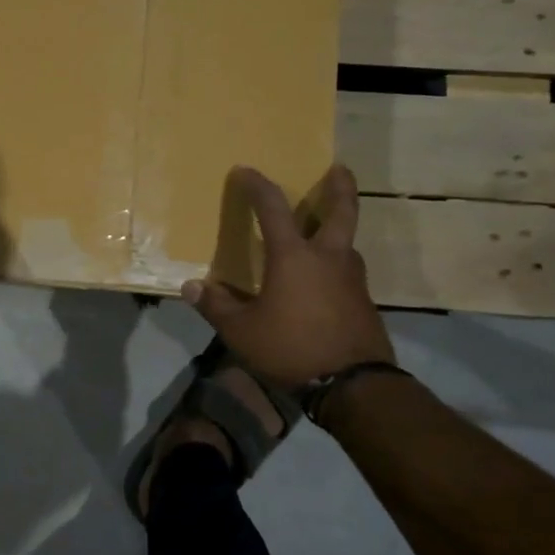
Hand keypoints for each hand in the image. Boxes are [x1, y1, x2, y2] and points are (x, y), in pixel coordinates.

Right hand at [181, 164, 393, 388]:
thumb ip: (217, 306)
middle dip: (340, 187)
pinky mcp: (363, 303)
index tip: (245, 171)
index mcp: (294, 256)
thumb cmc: (291, 347)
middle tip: (339, 169)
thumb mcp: (241, 331)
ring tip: (324, 231)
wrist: (353, 385)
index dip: (257, 186)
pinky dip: (337, 264)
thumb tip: (191, 287)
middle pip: (342, 211)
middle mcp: (328, 258)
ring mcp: (352, 280)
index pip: (273, 208)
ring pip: (348, 243)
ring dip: (338, 229)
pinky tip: (325, 280)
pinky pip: (348, 272)